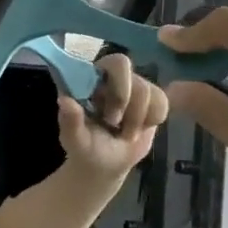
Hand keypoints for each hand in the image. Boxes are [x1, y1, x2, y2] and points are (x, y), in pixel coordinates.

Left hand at [57, 52, 168, 177]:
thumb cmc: (85, 148)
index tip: (105, 114)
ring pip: (147, 90)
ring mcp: (133, 85)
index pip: (108, 62)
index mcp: (88, 79)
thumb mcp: (74, 139)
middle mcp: (110, 76)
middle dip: (123, 100)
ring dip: (136, 119)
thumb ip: (70, 121)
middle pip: (127, 68)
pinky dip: (151, 120)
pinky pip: (161, 102)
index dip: (114, 86)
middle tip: (113, 123)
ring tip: (124, 133)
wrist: (106, 165)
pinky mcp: (152, 98)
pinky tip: (138, 129)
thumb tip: (65, 100)